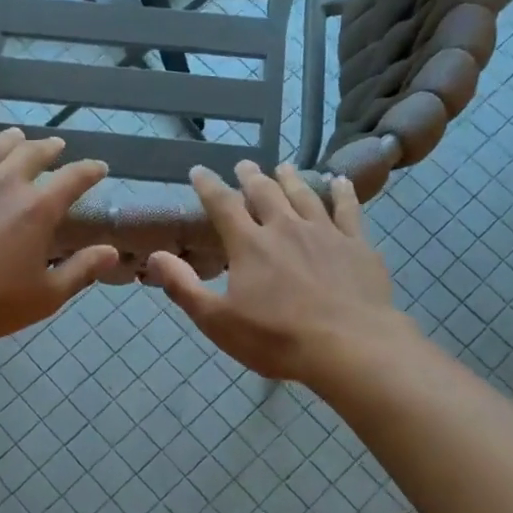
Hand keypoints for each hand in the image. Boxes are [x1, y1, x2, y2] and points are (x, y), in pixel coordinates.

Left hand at [0, 128, 118, 343]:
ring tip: (16, 136)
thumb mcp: (45, 296)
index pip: (73, 179)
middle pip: (31, 154)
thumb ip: (81, 270)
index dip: (90, 171)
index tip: (99, 167)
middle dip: (48, 148)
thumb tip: (112, 251)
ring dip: (9, 140)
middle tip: (55, 146)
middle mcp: (4, 183)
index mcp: (37, 209)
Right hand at [145, 160, 414, 387]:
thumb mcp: (218, 321)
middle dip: (251, 177)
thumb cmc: (276, 338)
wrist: (348, 347)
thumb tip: (155, 256)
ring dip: (291, 179)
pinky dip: (342, 193)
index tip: (198, 171)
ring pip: (304, 195)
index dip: (208, 186)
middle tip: (245, 165)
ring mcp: (324, 233)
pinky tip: (339, 182)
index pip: (222, 205)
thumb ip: (184, 287)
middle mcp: (285, 228)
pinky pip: (348, 210)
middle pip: (265, 193)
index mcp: (249, 245)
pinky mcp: (356, 245)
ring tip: (283, 167)